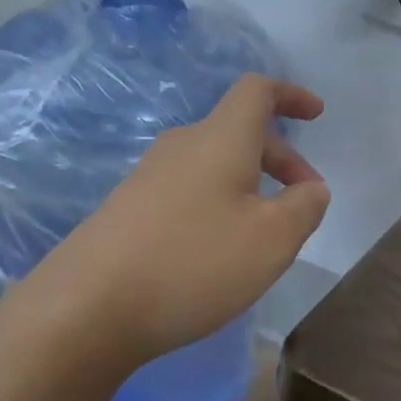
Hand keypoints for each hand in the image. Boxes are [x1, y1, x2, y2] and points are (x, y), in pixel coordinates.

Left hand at [0, 74, 329, 372]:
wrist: (83, 310)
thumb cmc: (193, 263)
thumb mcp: (273, 239)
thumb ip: (305, 206)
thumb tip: (311, 189)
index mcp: (220, 138)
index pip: (257, 91)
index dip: (291, 95)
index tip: (316, 115)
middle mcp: (182, 146)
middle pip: (240, 131)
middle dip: (281, 158)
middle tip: (305, 200)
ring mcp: (148, 177)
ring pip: (214, 164)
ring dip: (251, 184)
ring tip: (266, 233)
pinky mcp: (127, 210)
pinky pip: (189, 190)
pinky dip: (219, 204)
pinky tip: (219, 251)